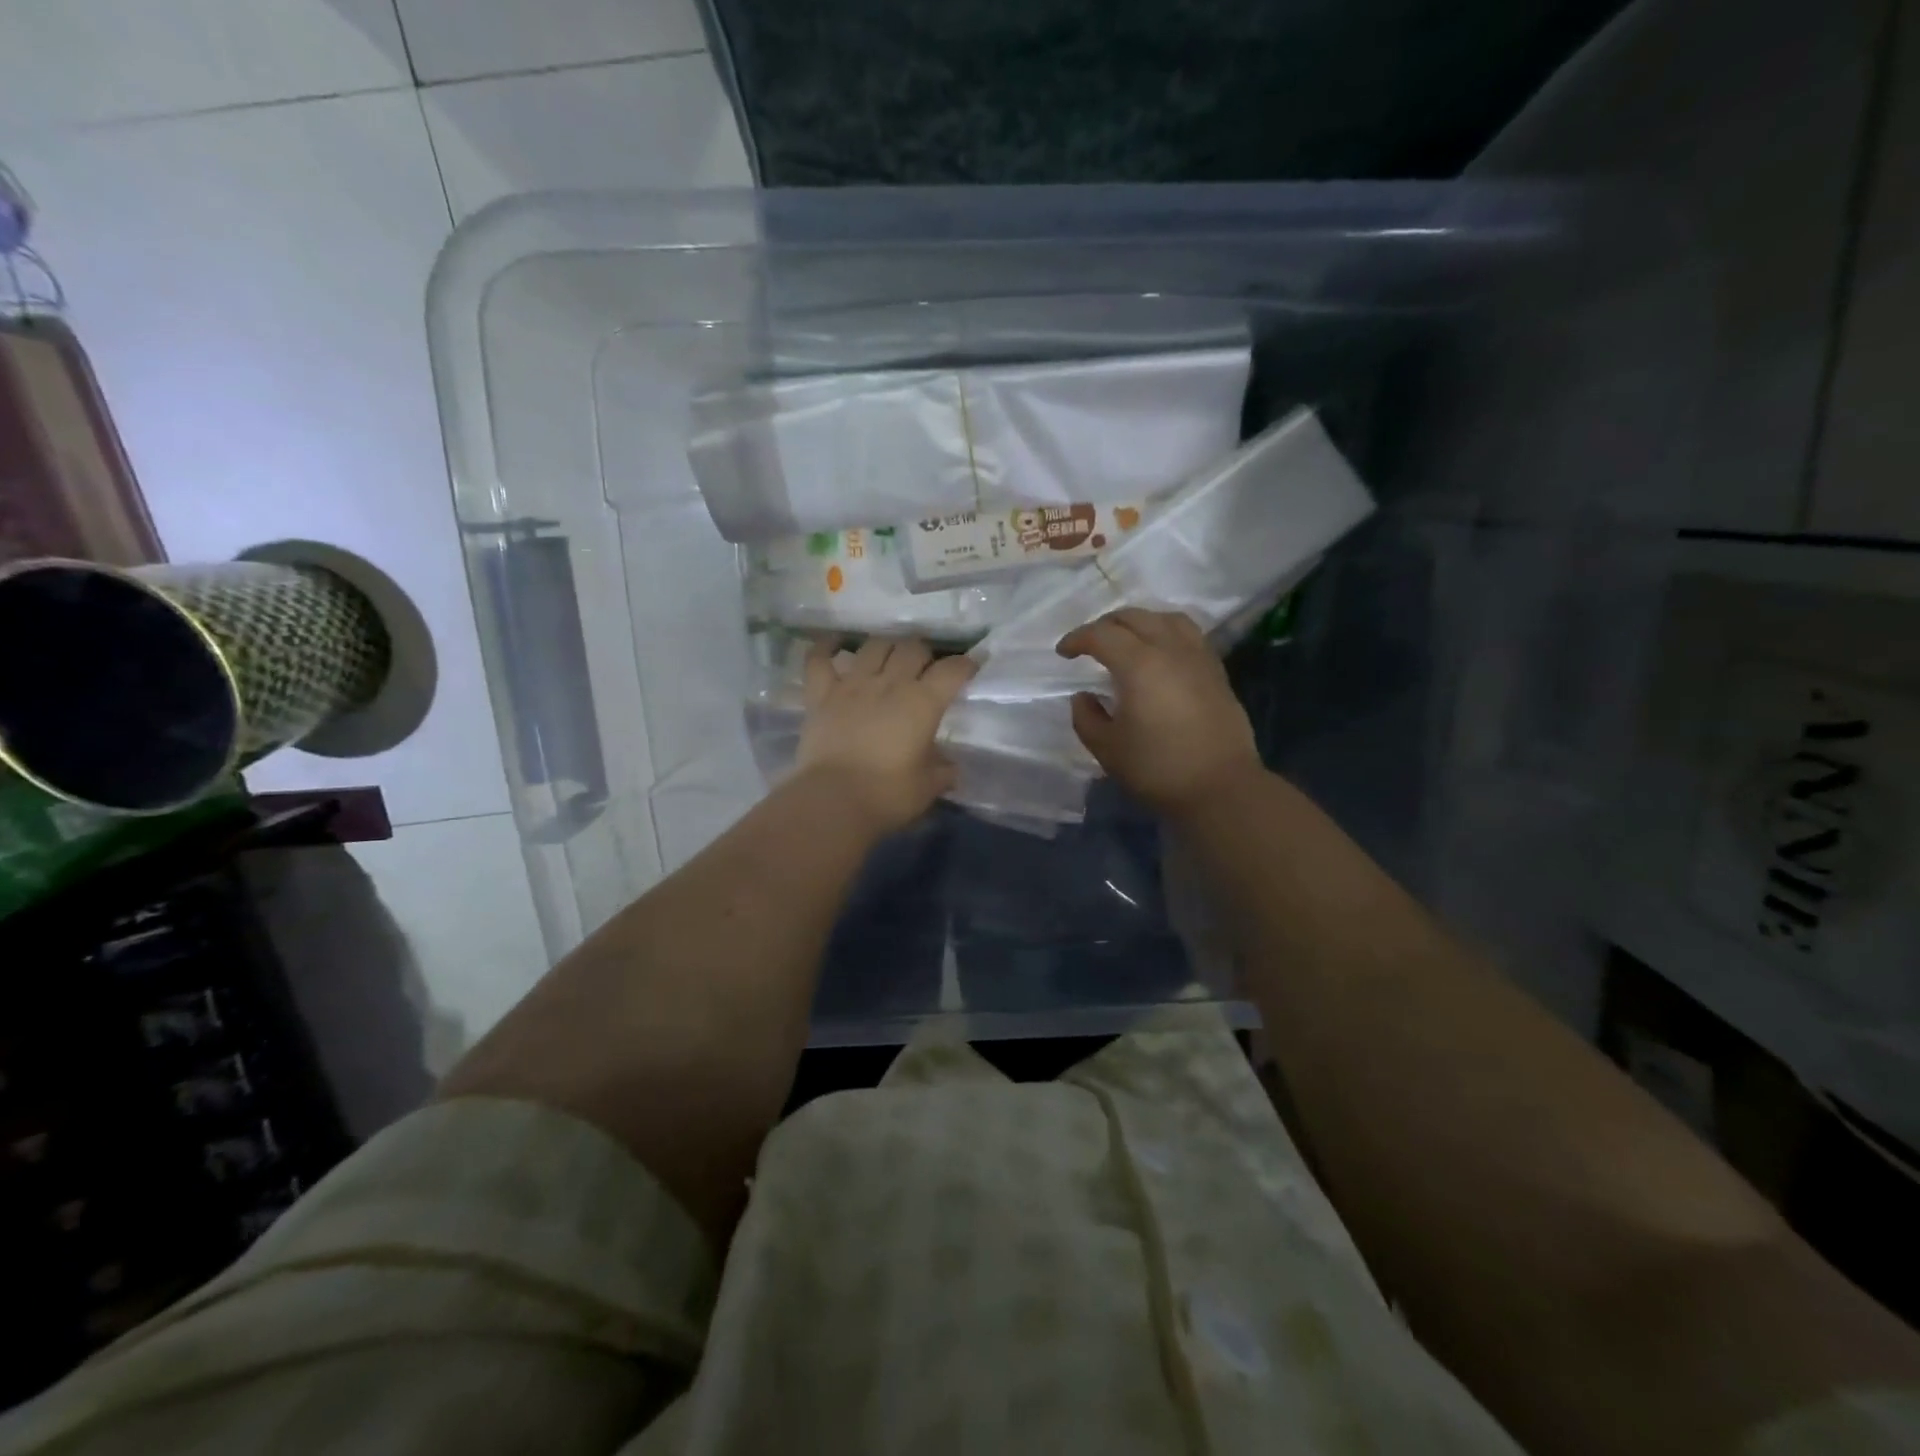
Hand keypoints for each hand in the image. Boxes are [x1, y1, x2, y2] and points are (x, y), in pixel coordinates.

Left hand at [796, 636, 976, 834]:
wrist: (834, 801)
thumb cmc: (888, 795)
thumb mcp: (928, 786)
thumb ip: (943, 771)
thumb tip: (950, 768)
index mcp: (923, 702)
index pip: (952, 670)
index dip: (966, 664)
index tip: (971, 667)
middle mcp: (890, 683)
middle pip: (913, 647)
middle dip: (924, 653)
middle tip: (926, 668)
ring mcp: (852, 684)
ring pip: (874, 645)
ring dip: (887, 646)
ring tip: (890, 657)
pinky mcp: (821, 694)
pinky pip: (819, 658)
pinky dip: (826, 646)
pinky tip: (834, 643)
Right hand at [1056, 608, 1262, 817]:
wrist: (1221, 787)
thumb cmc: (1158, 769)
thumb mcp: (1107, 749)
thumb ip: (1086, 718)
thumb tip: (1083, 697)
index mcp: (1139, 664)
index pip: (1101, 635)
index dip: (1077, 639)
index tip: (1063, 653)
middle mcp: (1170, 650)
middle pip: (1135, 618)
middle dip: (1106, 625)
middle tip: (1090, 644)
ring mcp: (1198, 658)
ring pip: (1166, 619)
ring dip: (1140, 622)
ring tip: (1127, 640)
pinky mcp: (1216, 672)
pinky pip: (1189, 635)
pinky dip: (1166, 633)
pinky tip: (1161, 655)